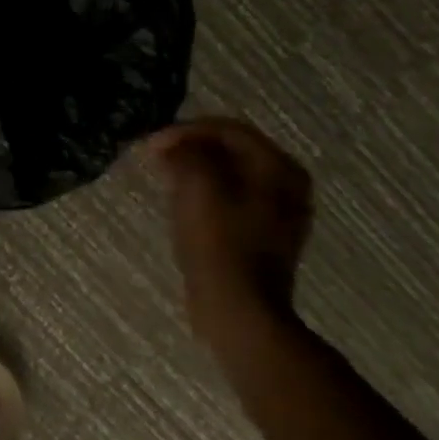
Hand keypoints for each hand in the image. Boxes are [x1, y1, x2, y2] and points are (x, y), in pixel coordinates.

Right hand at [148, 118, 313, 345]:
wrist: (238, 310)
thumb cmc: (219, 243)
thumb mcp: (197, 185)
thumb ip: (186, 153)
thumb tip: (174, 146)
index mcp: (279, 168)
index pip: (229, 129)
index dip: (186, 130)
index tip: (151, 144)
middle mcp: (287, 185)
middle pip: (232, 150)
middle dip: (191, 148)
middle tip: (156, 157)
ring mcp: (278, 213)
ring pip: (229, 175)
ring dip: (195, 170)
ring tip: (164, 176)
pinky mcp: (261, 236)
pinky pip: (230, 199)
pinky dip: (205, 193)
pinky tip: (182, 202)